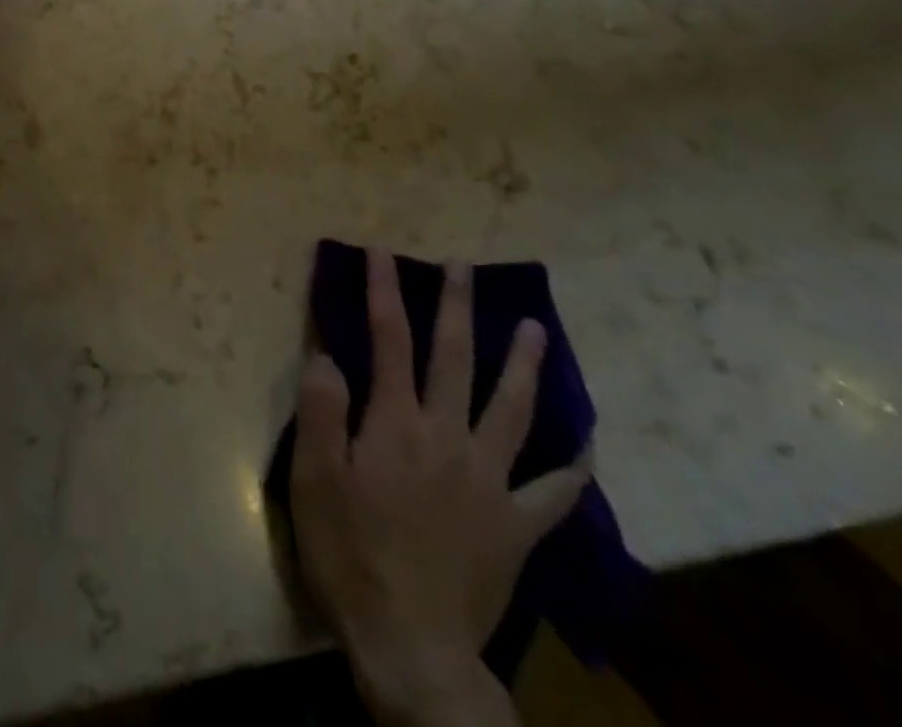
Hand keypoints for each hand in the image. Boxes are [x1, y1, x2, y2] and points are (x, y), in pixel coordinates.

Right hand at [290, 254, 591, 726]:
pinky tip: (586, 444)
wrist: (412, 649)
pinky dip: (573, 465)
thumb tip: (328, 355)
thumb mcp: (315, 480)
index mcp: (397, 423)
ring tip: (534, 328)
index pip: (389, 339)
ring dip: (523, 364)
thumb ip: (322, 411)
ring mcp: (490, 480)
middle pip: (455, 358)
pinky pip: (554, 492)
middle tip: (462, 266)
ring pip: (513, 409)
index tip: (381, 252)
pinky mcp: (516, 526)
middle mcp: (448, 437)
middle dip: (456, 306)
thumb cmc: (352, 556)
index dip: (383, 290)